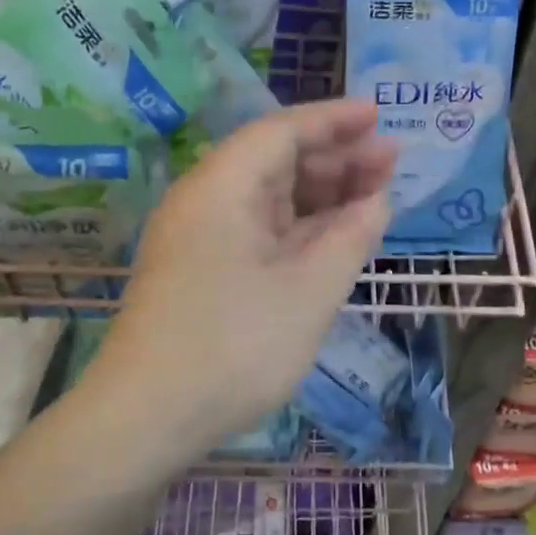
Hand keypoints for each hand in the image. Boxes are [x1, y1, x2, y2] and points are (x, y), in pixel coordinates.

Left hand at [90, 99, 395, 454]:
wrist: (144, 419)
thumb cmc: (233, 346)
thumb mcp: (310, 290)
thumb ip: (350, 235)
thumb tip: (376, 200)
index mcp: (222, 185)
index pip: (282, 130)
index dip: (333, 119)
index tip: (378, 115)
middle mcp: (206, 198)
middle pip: (276, 159)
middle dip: (335, 157)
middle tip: (390, 162)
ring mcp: (201, 235)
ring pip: (269, 196)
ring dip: (321, 193)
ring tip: (374, 195)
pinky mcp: (203, 267)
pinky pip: (259, 228)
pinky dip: (299, 226)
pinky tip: (334, 234)